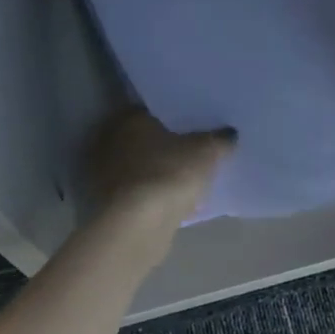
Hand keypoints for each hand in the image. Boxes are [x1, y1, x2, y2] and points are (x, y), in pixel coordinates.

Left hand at [85, 109, 234, 228]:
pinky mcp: (108, 203)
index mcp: (129, 118)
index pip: (153, 109)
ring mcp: (105, 173)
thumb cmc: (170, 173)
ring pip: (139, 166)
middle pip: (143, 138)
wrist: (138, 224)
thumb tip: (229, 133)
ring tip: (185, 178)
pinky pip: (138, 191)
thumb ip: (219, 139)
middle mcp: (110, 140)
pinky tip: (173, 201)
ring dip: (157, 171)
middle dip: (164, 144)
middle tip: (191, 150)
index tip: (192, 125)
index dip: (174, 117)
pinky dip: (152, 194)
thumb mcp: (206, 152)